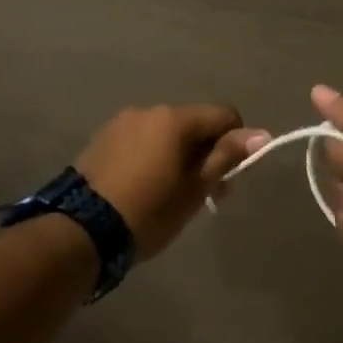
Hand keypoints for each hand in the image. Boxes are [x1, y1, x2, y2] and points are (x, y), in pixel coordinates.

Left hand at [76, 105, 269, 259]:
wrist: (81, 231)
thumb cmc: (149, 211)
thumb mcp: (194, 189)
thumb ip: (226, 157)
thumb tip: (260, 134)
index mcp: (175, 119)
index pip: (224, 115)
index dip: (236, 142)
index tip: (229, 177)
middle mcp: (149, 111)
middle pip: (194, 124)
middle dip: (206, 154)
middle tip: (206, 195)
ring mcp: (122, 123)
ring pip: (166, 134)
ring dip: (178, 156)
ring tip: (172, 195)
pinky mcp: (102, 140)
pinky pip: (141, 141)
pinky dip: (153, 158)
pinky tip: (145, 188)